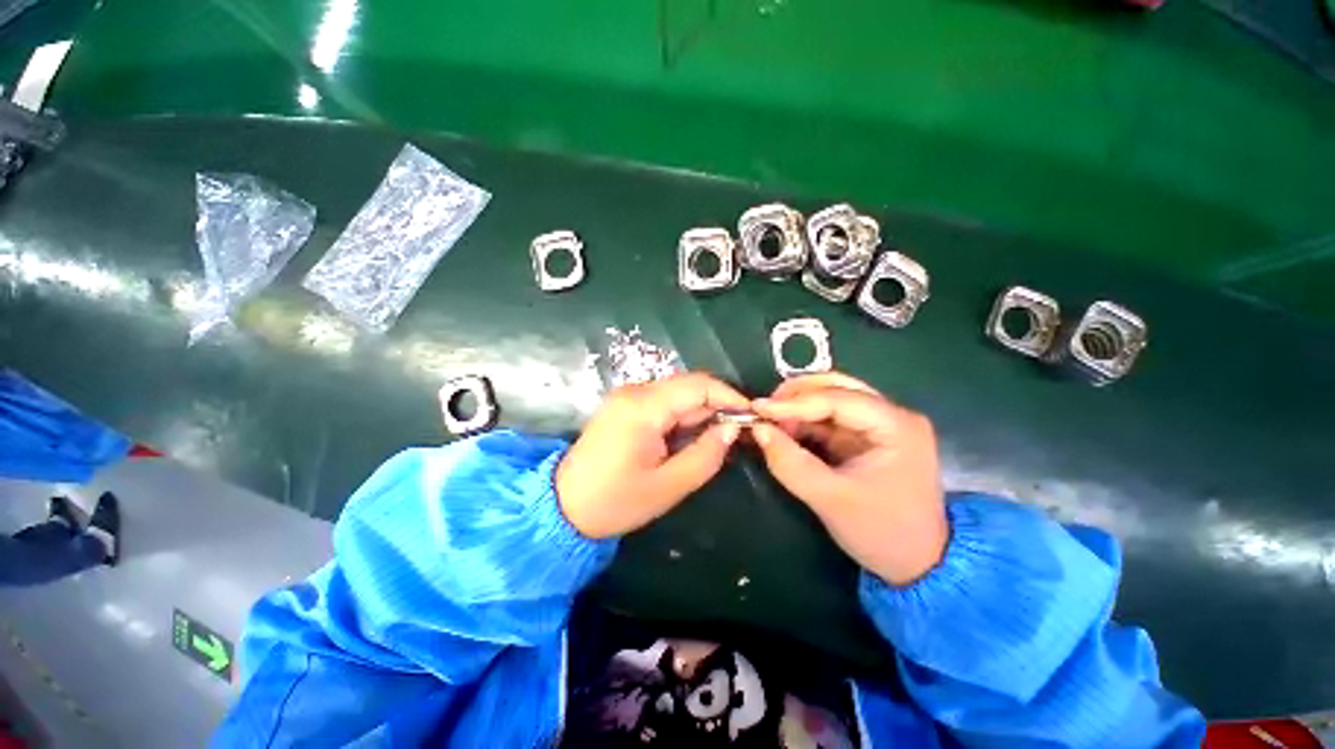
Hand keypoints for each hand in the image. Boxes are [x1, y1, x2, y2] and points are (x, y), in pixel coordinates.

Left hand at [556, 372, 748, 538]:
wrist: (563, 506)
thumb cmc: (615, 501)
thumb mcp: (668, 486)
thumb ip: (706, 454)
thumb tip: (733, 428)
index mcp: (643, 407)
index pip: (699, 385)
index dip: (730, 397)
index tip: (752, 417)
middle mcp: (635, 391)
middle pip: (689, 387)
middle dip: (716, 408)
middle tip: (735, 437)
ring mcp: (627, 396)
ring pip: (678, 395)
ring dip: (699, 415)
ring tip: (712, 444)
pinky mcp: (625, 405)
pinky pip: (663, 403)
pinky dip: (682, 419)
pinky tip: (686, 441)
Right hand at [751, 373, 947, 585]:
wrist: (918, 565)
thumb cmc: (881, 532)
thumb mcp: (831, 500)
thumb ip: (790, 463)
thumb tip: (758, 430)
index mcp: (896, 426)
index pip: (838, 399)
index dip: (794, 402)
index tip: (757, 408)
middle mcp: (891, 415)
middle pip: (837, 387)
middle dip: (796, 396)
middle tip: (763, 411)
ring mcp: (879, 425)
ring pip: (831, 398)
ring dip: (797, 407)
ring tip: (769, 421)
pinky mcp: (865, 438)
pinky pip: (829, 418)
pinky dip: (803, 421)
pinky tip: (784, 429)